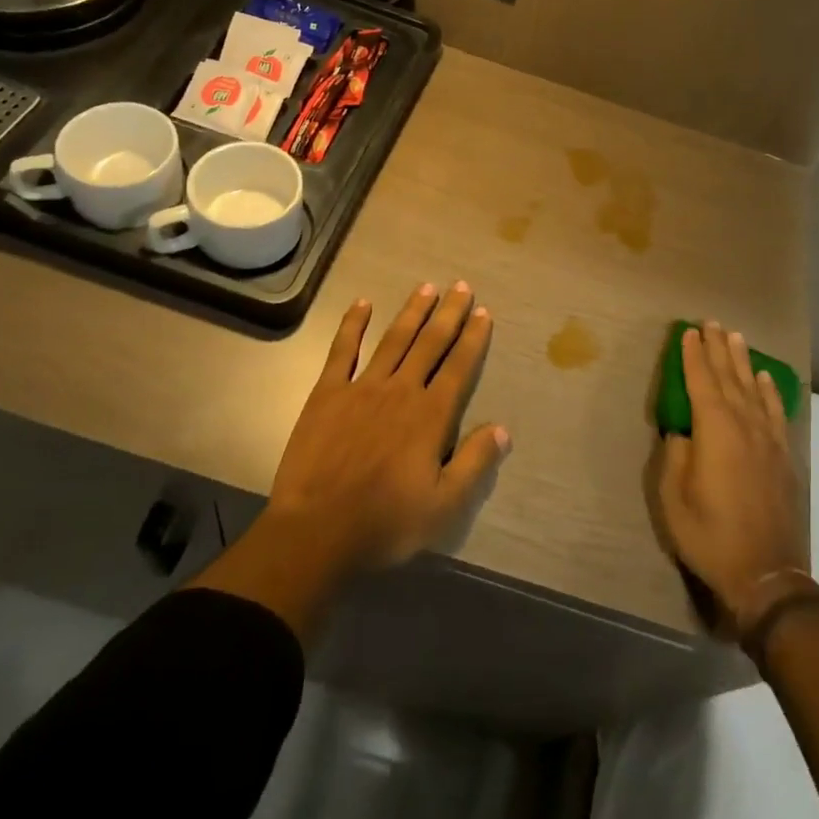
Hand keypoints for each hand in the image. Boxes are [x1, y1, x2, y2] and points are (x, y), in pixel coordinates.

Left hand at [266, 281, 509, 573]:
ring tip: (427, 287)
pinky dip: (353, 325)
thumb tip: (503, 429)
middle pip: (430, 343)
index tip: (483, 312)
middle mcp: (401, 390)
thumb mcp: (444, 506)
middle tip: (461, 286)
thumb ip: (474, 463)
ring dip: (412, 311)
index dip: (473, 338)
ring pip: (394, 339)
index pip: (459, 367)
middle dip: (448, 313)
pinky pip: (342, 350)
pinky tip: (362, 304)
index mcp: (430, 416)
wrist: (316, 532)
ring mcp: (362, 388)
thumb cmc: (385, 523)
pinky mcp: (327, 394)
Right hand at [656, 322, 807, 624]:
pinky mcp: (782, 456)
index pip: (701, 382)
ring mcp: (767, 440)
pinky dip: (769, 391)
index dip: (693, 356)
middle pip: (728, 378)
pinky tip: (764, 378)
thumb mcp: (674, 497)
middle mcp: (743, 425)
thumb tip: (682, 430)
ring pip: (752, 389)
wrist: (765, 573)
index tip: (688, 332)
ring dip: (742, 361)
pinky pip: (775, 412)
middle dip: (717, 349)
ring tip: (736, 337)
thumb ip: (676, 455)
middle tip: (711, 322)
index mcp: (714, 431)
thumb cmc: (710, 535)